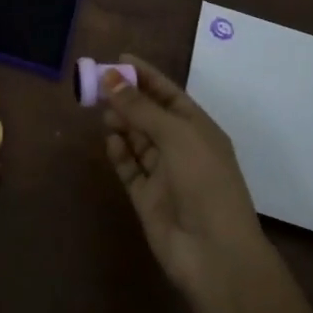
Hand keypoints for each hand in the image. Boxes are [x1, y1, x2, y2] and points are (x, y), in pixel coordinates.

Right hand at [102, 53, 271, 302]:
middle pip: (150, 115)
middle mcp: (182, 148)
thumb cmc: (204, 182)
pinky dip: (120, 153)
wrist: (214, 254)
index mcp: (199, 129)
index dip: (145, 76)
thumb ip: (140, 107)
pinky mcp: (147, 198)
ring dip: (122, 123)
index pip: (168, 94)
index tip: (119, 58)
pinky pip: (130, 168)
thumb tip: (110, 76)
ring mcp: (164, 174)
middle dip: (127, 99)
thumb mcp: (175, 135)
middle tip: (98, 84)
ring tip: (103, 111)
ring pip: (137, 140)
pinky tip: (111, 141)